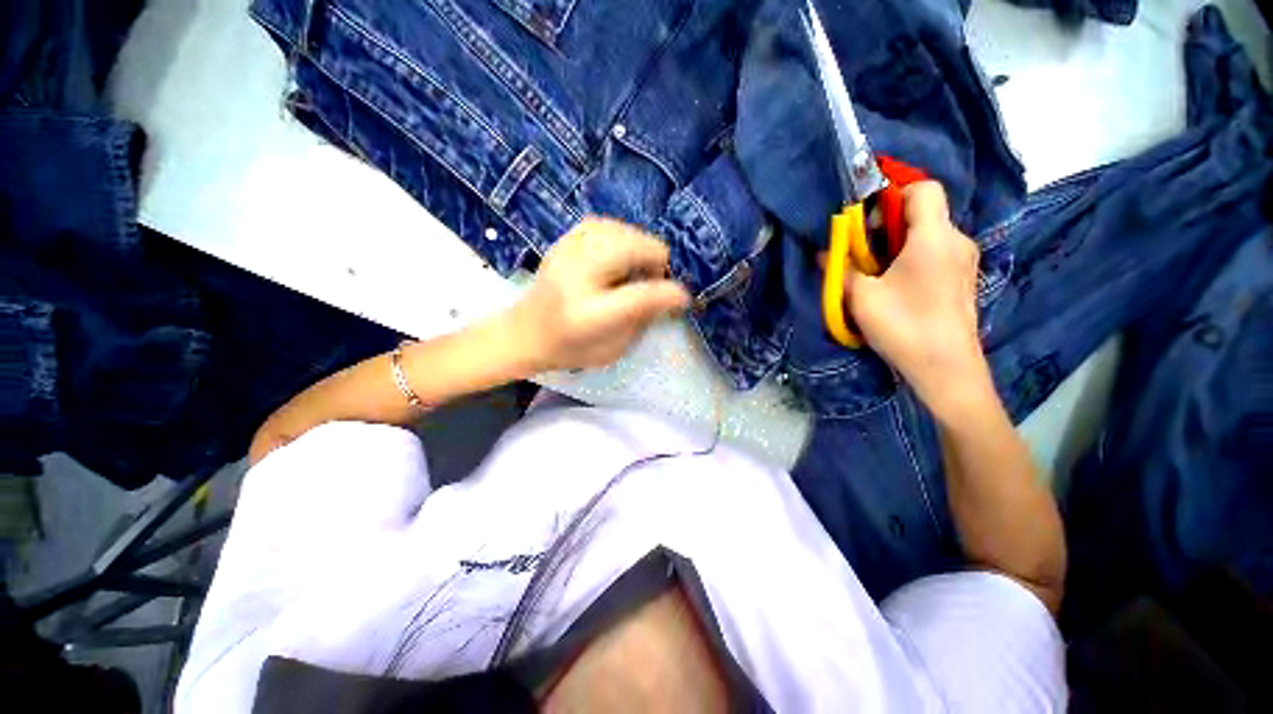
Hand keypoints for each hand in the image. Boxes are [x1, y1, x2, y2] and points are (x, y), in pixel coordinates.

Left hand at [506, 218, 690, 371]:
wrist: (524, 334)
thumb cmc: (571, 349)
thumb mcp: (613, 350)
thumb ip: (642, 321)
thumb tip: (669, 293)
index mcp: (589, 315)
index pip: (640, 295)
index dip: (670, 294)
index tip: (684, 298)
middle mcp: (576, 278)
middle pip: (632, 248)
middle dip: (655, 261)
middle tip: (652, 281)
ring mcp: (566, 254)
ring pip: (620, 230)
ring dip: (639, 247)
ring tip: (635, 268)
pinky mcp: (562, 242)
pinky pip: (602, 224)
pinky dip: (620, 235)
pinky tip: (618, 253)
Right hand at [838, 182, 992, 416]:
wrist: (946, 369)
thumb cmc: (903, 326)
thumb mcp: (861, 296)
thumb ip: (841, 268)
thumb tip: (824, 253)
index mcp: (935, 237)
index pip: (924, 189)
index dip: (893, 193)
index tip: (866, 219)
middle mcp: (957, 241)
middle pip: (924, 212)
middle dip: (889, 223)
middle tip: (863, 250)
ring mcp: (964, 261)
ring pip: (929, 234)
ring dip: (898, 243)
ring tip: (875, 271)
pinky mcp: (962, 280)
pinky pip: (935, 253)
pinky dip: (912, 258)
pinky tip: (895, 285)